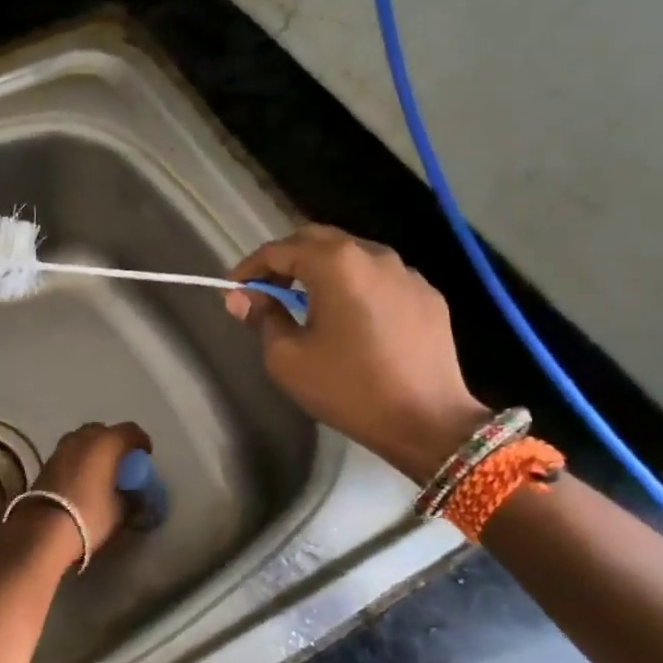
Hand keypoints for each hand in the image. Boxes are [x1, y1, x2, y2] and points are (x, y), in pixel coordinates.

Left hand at [7, 421, 151, 569]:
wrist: (44, 530)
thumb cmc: (90, 515)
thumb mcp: (120, 510)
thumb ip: (133, 498)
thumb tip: (137, 495)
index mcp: (106, 443)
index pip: (130, 430)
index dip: (141, 440)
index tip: (145, 455)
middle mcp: (83, 438)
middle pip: (103, 430)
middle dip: (114, 441)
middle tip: (122, 461)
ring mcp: (61, 448)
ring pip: (83, 439)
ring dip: (94, 448)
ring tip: (101, 469)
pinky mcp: (46, 462)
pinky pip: (69, 452)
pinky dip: (78, 459)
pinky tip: (82, 478)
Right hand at [226, 225, 490, 479]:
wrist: (428, 422)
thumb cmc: (349, 388)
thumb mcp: (287, 358)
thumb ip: (262, 318)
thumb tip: (243, 298)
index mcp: (335, 263)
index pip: (279, 250)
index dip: (250, 268)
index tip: (233, 291)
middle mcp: (373, 254)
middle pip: (317, 240)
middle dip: (285, 261)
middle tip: (266, 291)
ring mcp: (407, 273)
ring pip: (351, 256)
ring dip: (322, 271)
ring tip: (307, 304)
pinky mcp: (428, 295)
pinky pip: (380, 278)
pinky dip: (355, 287)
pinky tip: (350, 319)